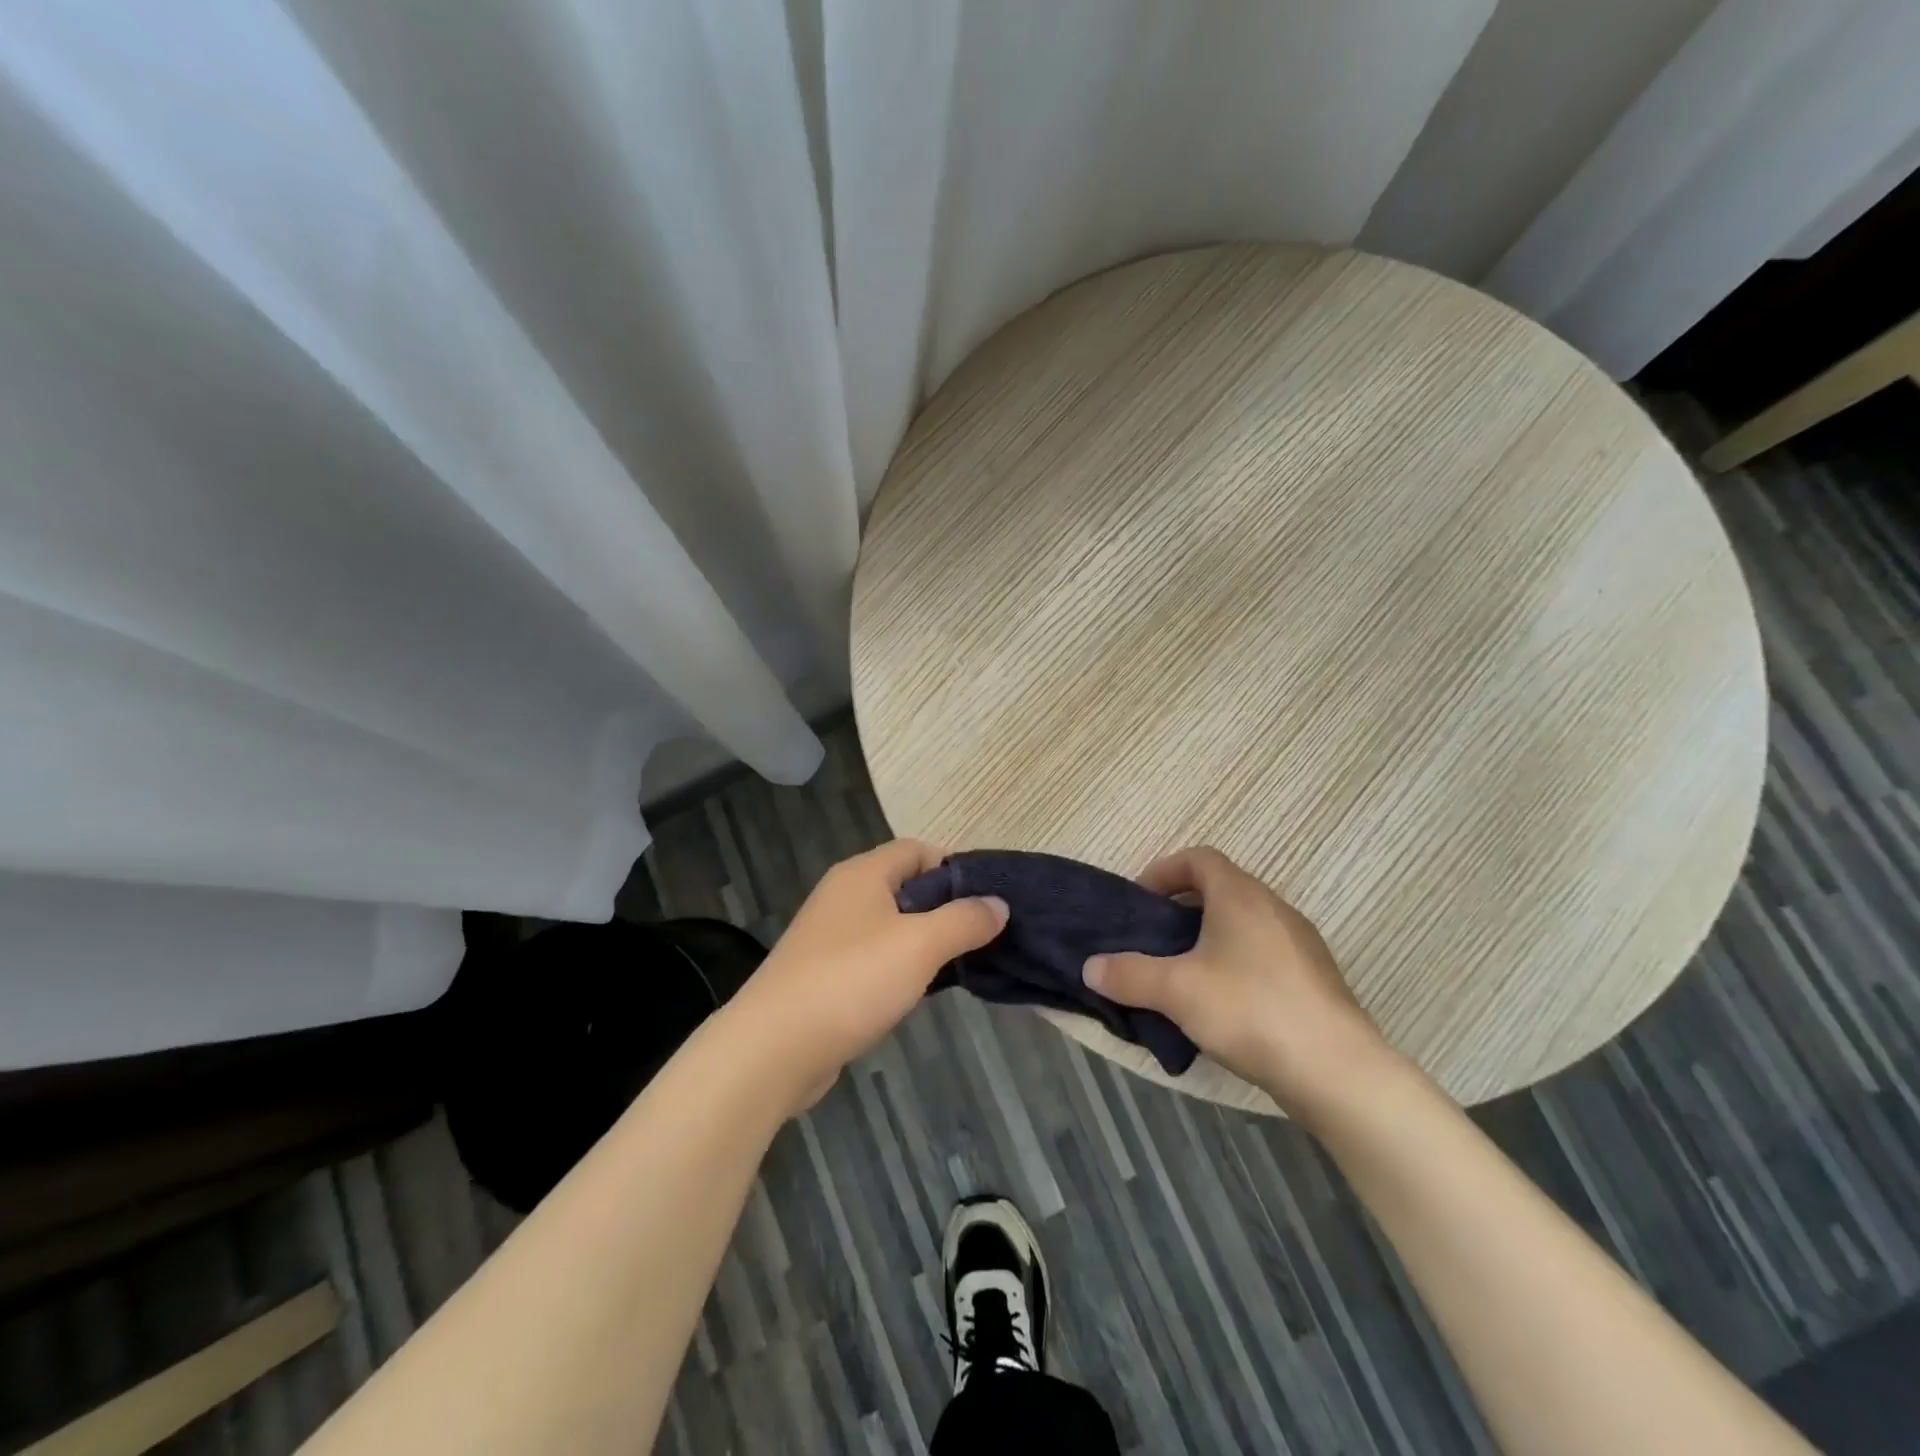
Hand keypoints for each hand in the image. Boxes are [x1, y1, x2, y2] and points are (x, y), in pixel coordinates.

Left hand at [731, 839, 1007, 1112]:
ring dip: (924, 941)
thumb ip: (964, 920)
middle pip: (905, 886)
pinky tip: (918, 992)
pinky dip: (899, 967)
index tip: (987, 900)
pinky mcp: (824, 973)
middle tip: (981, 936)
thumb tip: (998, 904)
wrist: (773, 1047)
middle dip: (944, 908)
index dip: (954, 868)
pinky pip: (873, 957)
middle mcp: (844, 895)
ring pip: (890, 925)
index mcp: (863, 874)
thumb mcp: (920, 945)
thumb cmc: (852, 980)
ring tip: (960, 965)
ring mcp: (830, 936)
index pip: (918, 849)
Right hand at [1083, 846, 1396, 1120]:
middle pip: (1221, 888)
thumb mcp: (1175, 990)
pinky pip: (1265, 953)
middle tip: (1155, 939)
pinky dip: (1237, 962)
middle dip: (1183, 908)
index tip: (1141, 901)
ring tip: (1184, 974)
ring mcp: (1301, 943)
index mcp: (1240, 895)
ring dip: (1210, 936)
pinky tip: (1224, 1004)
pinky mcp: (1315, 978)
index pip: (1199, 858)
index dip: (1163, 870)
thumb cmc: (1249, 1010)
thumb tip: (1089, 967)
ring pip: (1245, 923)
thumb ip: (1128, 974)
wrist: (1336, 1070)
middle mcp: (1274, 907)